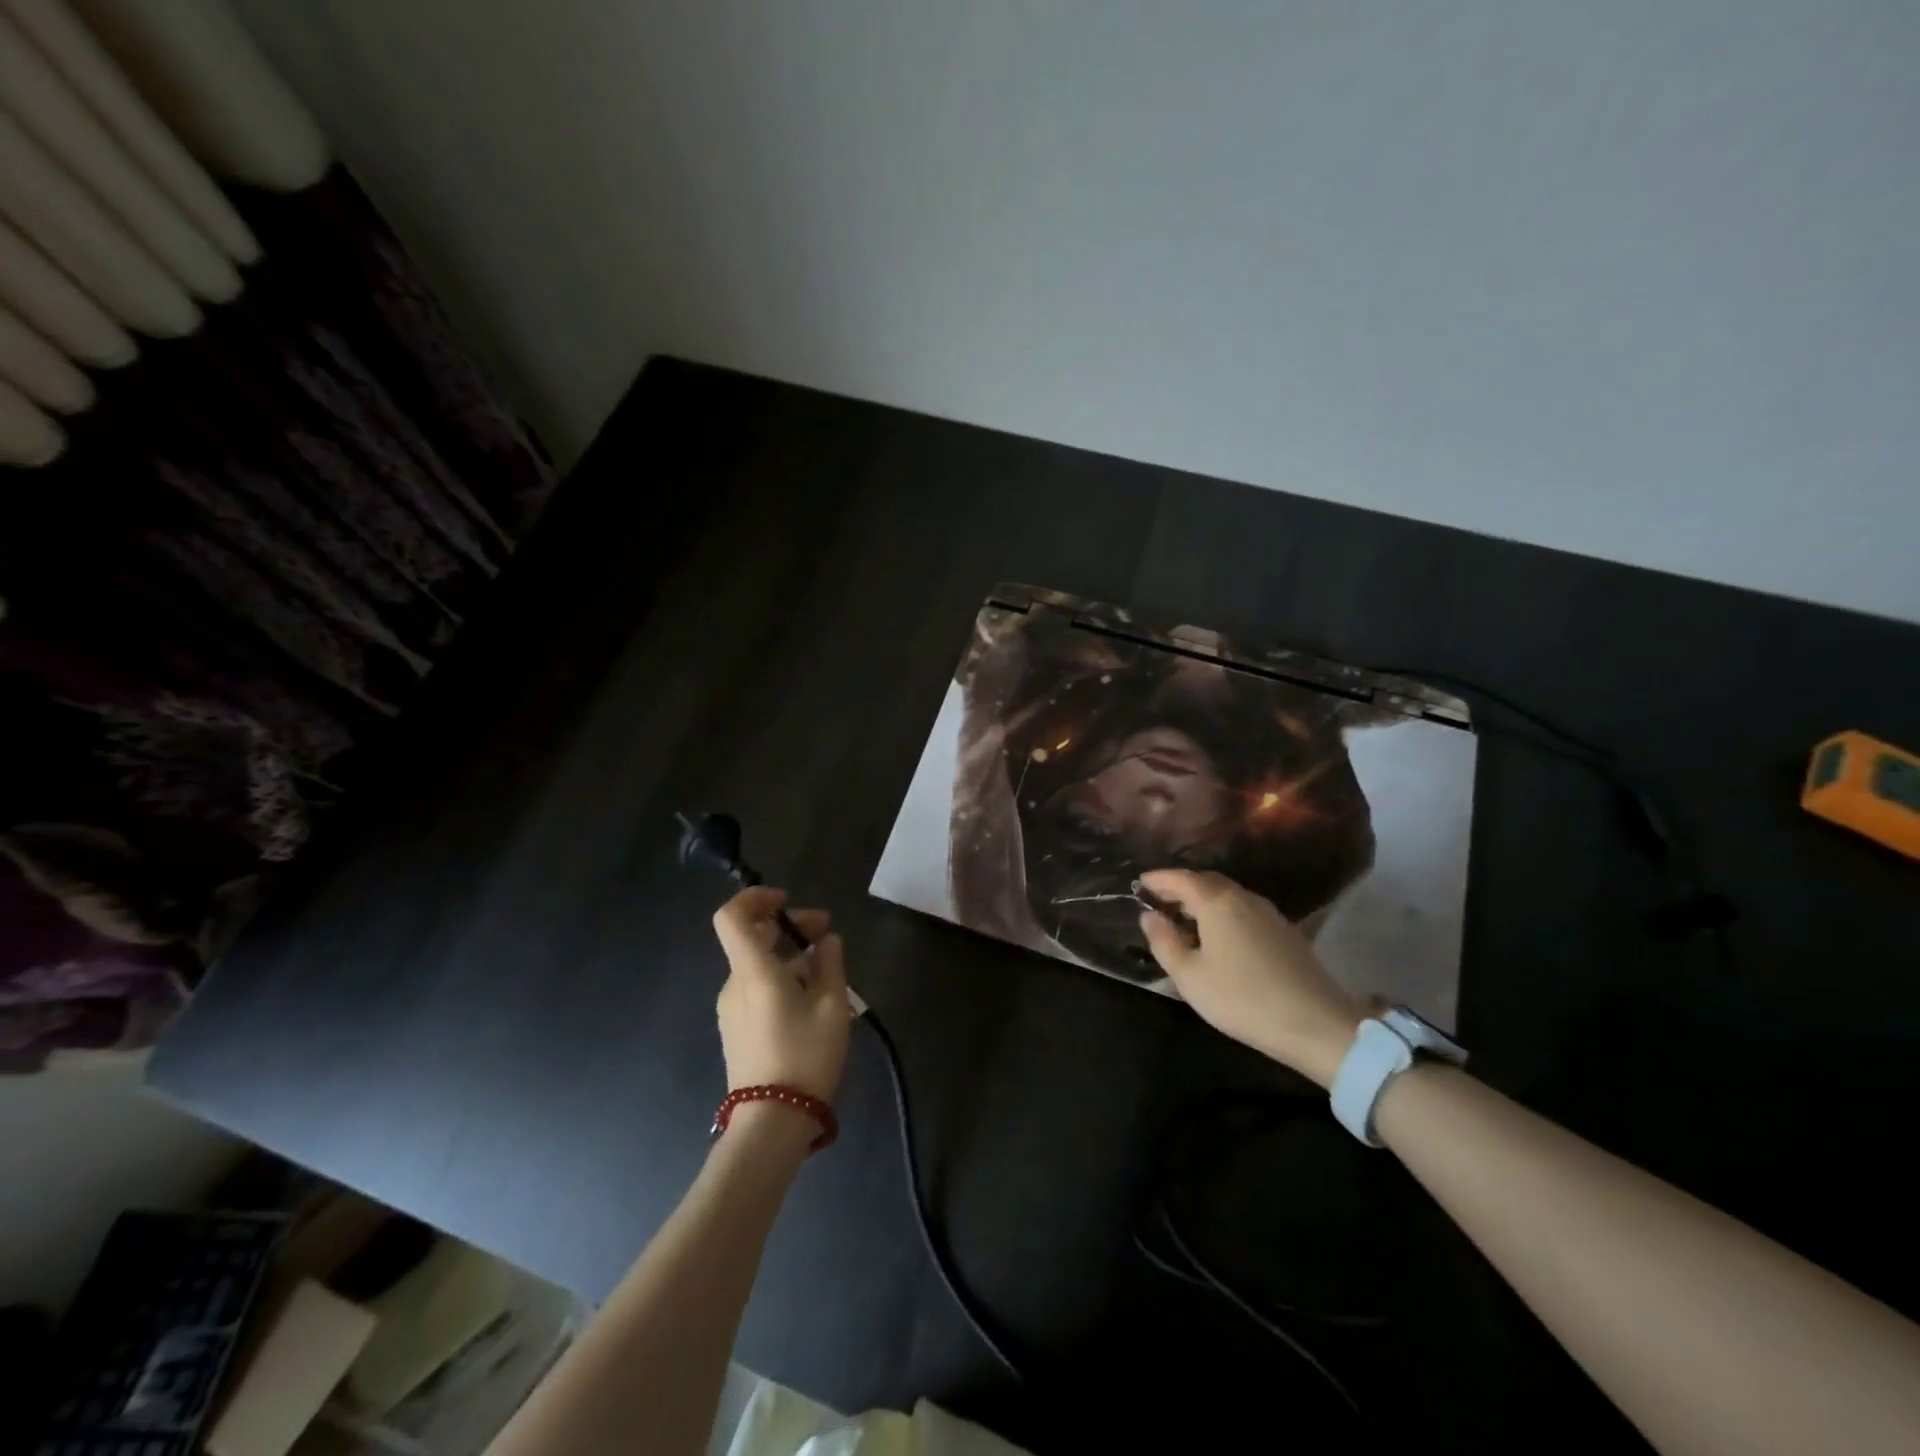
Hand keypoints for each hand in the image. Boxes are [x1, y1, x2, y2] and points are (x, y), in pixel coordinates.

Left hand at [712, 887, 850, 1104]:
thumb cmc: (805, 1057)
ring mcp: (732, 1010)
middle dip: (790, 927)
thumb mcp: (832, 1006)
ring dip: (790, 955)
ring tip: (829, 969)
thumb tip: (826, 940)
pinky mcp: (737, 1030)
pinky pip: (757, 989)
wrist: (772, 1123)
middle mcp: (735, 985)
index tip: (788, 902)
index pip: (732, 917)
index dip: (755, 898)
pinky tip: (812, 997)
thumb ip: (830, 964)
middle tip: (828, 933)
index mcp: (754, 972)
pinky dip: (782, 978)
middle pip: (753, 938)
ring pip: (758, 965)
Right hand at [1138, 869, 1362, 1088]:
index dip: (1158, 878)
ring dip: (1202, 900)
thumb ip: (1164, 942)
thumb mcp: (1190, 976)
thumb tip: (1149, 916)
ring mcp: (1268, 913)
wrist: (1316, 1023)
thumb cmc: (1242, 998)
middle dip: (1180, 887)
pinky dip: (1223, 912)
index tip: (1140, 882)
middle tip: (1159, 900)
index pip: (1181, 878)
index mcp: (1217, 902)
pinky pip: (1243, 909)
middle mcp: (1243, 898)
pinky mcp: (1284, 931)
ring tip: (1184, 918)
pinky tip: (1218, 936)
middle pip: (1206, 881)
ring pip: (1227, 895)